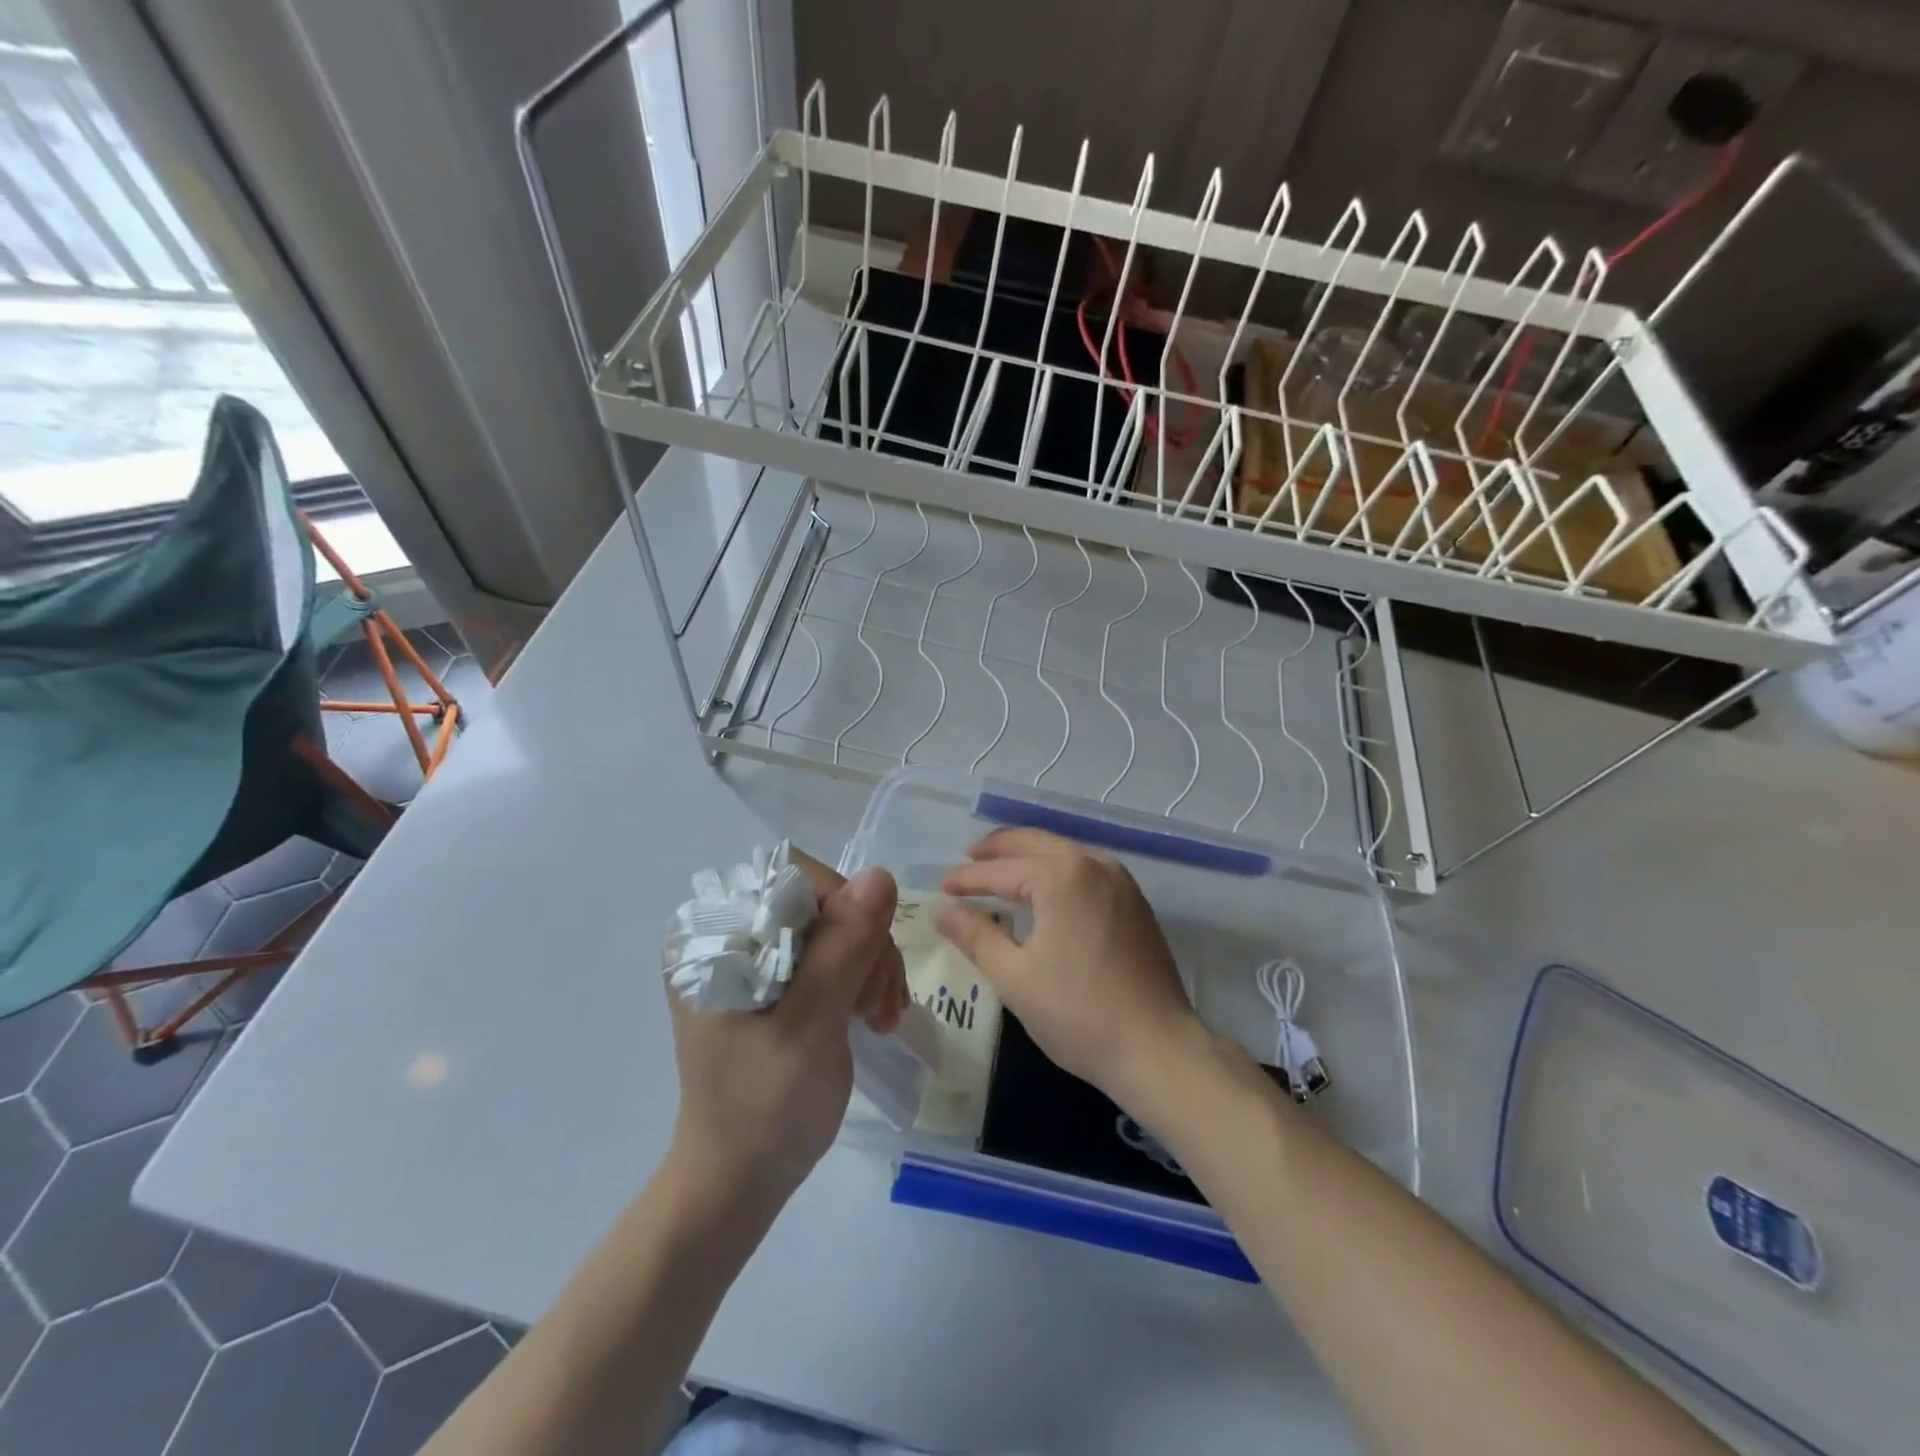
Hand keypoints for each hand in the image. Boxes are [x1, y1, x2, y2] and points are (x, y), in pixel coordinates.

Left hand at [666, 854, 906, 1202]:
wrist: (740, 1180)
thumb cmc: (764, 1110)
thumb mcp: (809, 1028)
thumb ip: (842, 950)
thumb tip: (881, 875)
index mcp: (712, 934)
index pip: (794, 880)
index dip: (844, 914)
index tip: (865, 974)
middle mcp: (727, 932)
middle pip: (821, 901)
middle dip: (863, 947)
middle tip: (878, 1008)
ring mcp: (751, 954)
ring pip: (836, 924)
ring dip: (870, 964)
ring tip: (880, 1017)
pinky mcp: (774, 977)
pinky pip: (833, 950)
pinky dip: (862, 975)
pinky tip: (872, 1013)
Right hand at [936, 828, 1205, 1110]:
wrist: (1157, 1048)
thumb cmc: (1078, 1013)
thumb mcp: (1014, 977)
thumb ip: (976, 936)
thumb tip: (943, 911)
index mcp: (1062, 876)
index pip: (1002, 870)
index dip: (967, 879)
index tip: (941, 887)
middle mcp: (1094, 865)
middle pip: (1036, 843)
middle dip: (999, 848)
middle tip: (969, 858)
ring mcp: (1121, 881)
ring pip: (1065, 851)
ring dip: (1030, 854)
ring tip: (1002, 867)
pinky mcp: (1135, 902)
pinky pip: (1087, 868)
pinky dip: (1058, 868)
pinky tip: (1045, 888)